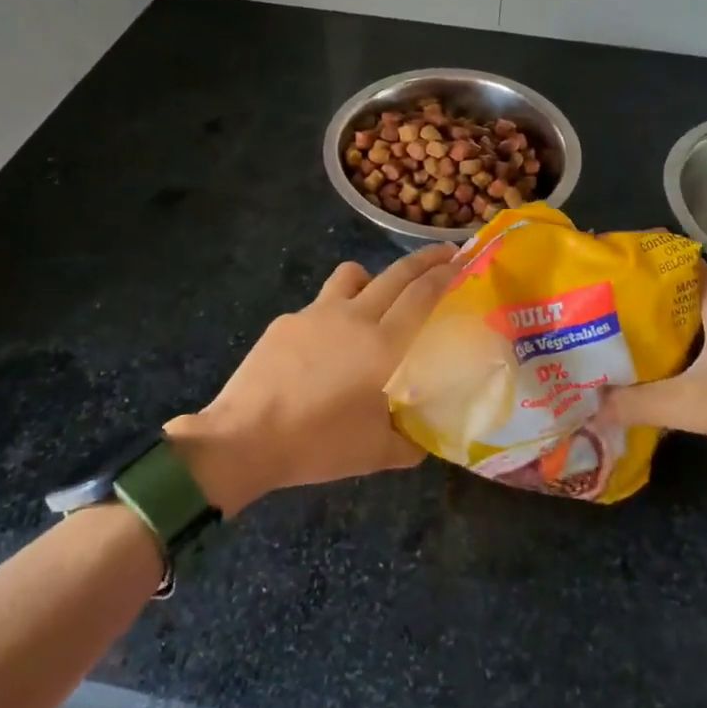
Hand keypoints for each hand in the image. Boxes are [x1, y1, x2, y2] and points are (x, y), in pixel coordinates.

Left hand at [165, 245, 458, 512]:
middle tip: (443, 254)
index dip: (444, 274)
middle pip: (396, 273)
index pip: (422, 295)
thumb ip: (410, 442)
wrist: (246, 437)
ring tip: (375, 298)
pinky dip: (332, 313)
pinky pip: (319, 305)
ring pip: (352, 275)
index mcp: (383, 344)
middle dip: (424, 259)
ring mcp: (316, 313)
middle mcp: (354, 316)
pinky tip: (322, 347)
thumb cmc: (319, 444)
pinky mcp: (286, 321)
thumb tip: (425, 438)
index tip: (460, 260)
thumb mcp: (377, 454)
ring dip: (372, 277)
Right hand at [601, 263, 706, 472]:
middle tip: (588, 308)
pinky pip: (692, 336)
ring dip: (646, 324)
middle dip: (628, 297)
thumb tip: (588, 407)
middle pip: (666, 287)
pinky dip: (666, 344)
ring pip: (679, 314)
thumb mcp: (693, 405)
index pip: (664, 257)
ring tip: (603, 334)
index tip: (593, 271)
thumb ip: (637, 404)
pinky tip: (642, 365)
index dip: (628, 261)